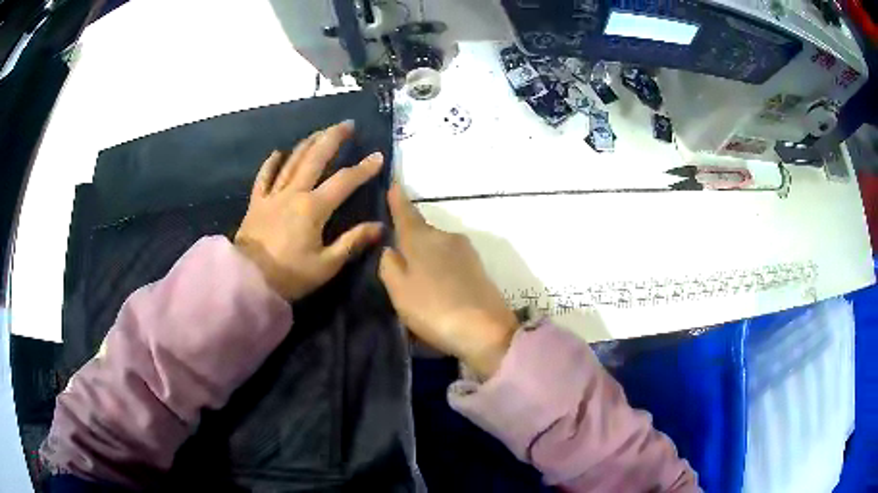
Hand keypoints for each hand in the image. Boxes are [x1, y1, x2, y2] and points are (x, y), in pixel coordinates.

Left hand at [235, 121, 384, 299]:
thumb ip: (352, 242)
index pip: (344, 181)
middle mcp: (294, 193)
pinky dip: (271, 163)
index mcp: (313, 208)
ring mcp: (272, 195)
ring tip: (321, 131)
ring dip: (308, 143)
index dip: (363, 169)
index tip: (378, 157)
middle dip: (333, 138)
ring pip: (292, 161)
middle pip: (316, 158)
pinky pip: (264, 177)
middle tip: (347, 124)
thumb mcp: (326, 265)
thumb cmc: (289, 276)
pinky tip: (279, 152)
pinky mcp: (256, 203)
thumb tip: (379, 226)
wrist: (248, 281)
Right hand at [379, 184, 517, 378]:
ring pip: (437, 246)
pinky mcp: (478, 268)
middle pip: (422, 231)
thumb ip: (389, 265)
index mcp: (423, 239)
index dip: (397, 199)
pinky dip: (439, 267)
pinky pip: (450, 260)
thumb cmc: (433, 309)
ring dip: (425, 255)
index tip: (393, 184)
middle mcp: (446, 237)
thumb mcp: (398, 290)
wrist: (486, 331)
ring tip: (415, 276)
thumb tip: (390, 248)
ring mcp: (466, 251)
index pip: (406, 212)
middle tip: (395, 252)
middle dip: (409, 236)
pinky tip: (435, 285)